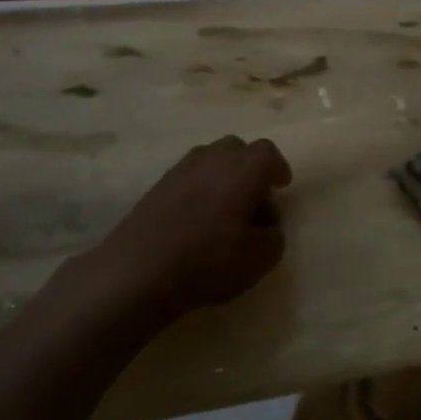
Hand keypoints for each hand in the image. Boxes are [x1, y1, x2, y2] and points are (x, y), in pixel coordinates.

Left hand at [92, 136, 291, 321]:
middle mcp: (211, 160)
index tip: (281, 186)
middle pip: (236, 149)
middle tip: (255, 198)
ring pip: (209, 160)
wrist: (139, 270)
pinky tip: (198, 219)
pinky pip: (188, 177)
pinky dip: (200, 189)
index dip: (277, 167)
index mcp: (242, 170)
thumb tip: (266, 224)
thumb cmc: (209, 261)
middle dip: (250, 168)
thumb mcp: (260, 258)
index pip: (267, 153)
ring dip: (223, 177)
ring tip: (226, 210)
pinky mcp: (156, 187)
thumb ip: (273, 235)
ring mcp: (179, 170)